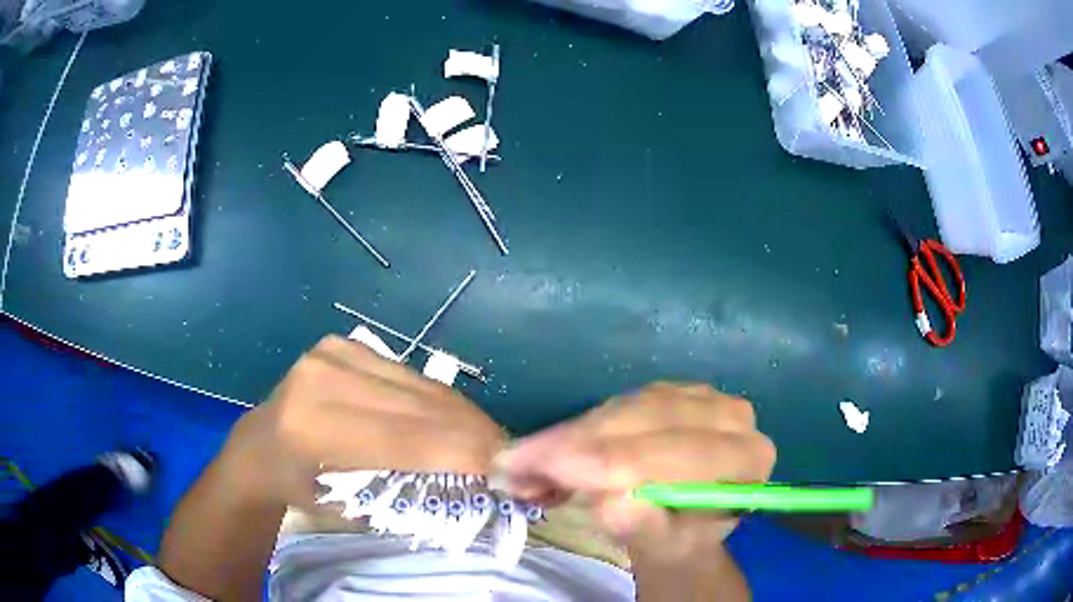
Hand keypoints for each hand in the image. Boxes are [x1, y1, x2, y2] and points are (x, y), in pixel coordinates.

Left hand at [219, 335, 505, 507]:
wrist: (261, 446)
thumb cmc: (301, 489)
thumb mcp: (351, 507)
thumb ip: (410, 494)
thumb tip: (477, 488)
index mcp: (315, 428)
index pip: (408, 439)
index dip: (466, 454)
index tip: (510, 472)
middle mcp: (323, 378)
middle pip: (421, 406)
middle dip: (475, 433)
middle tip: (511, 456)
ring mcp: (333, 353)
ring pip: (421, 386)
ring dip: (463, 415)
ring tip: (490, 440)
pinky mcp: (343, 343)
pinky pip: (408, 375)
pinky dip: (438, 400)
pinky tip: (455, 420)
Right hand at [504, 383, 775, 560]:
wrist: (685, 523)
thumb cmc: (680, 541)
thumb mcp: (665, 547)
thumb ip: (646, 527)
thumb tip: (611, 503)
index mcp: (747, 459)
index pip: (676, 453)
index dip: (609, 460)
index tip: (545, 469)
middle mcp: (732, 417)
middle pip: (646, 421)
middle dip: (574, 446)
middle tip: (513, 465)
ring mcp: (700, 396)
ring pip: (624, 408)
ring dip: (566, 436)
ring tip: (518, 463)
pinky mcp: (670, 390)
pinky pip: (616, 403)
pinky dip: (576, 428)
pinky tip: (545, 450)